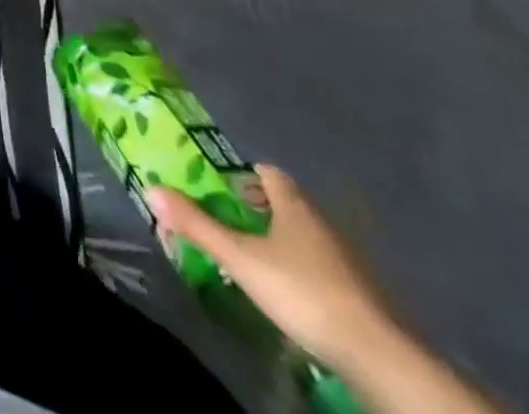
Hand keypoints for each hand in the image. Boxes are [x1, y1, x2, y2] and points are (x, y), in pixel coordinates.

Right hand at [148, 164, 393, 369]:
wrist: (377, 355)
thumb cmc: (302, 290)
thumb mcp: (240, 257)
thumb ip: (196, 224)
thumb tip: (151, 189)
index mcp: (295, 206)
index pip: (269, 173)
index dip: (246, 174)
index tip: (224, 185)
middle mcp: (323, 224)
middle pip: (288, 204)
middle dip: (259, 209)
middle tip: (230, 220)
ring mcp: (348, 261)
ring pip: (307, 237)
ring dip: (282, 241)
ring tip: (254, 256)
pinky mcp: (362, 295)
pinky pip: (324, 268)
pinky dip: (304, 270)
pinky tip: (289, 290)